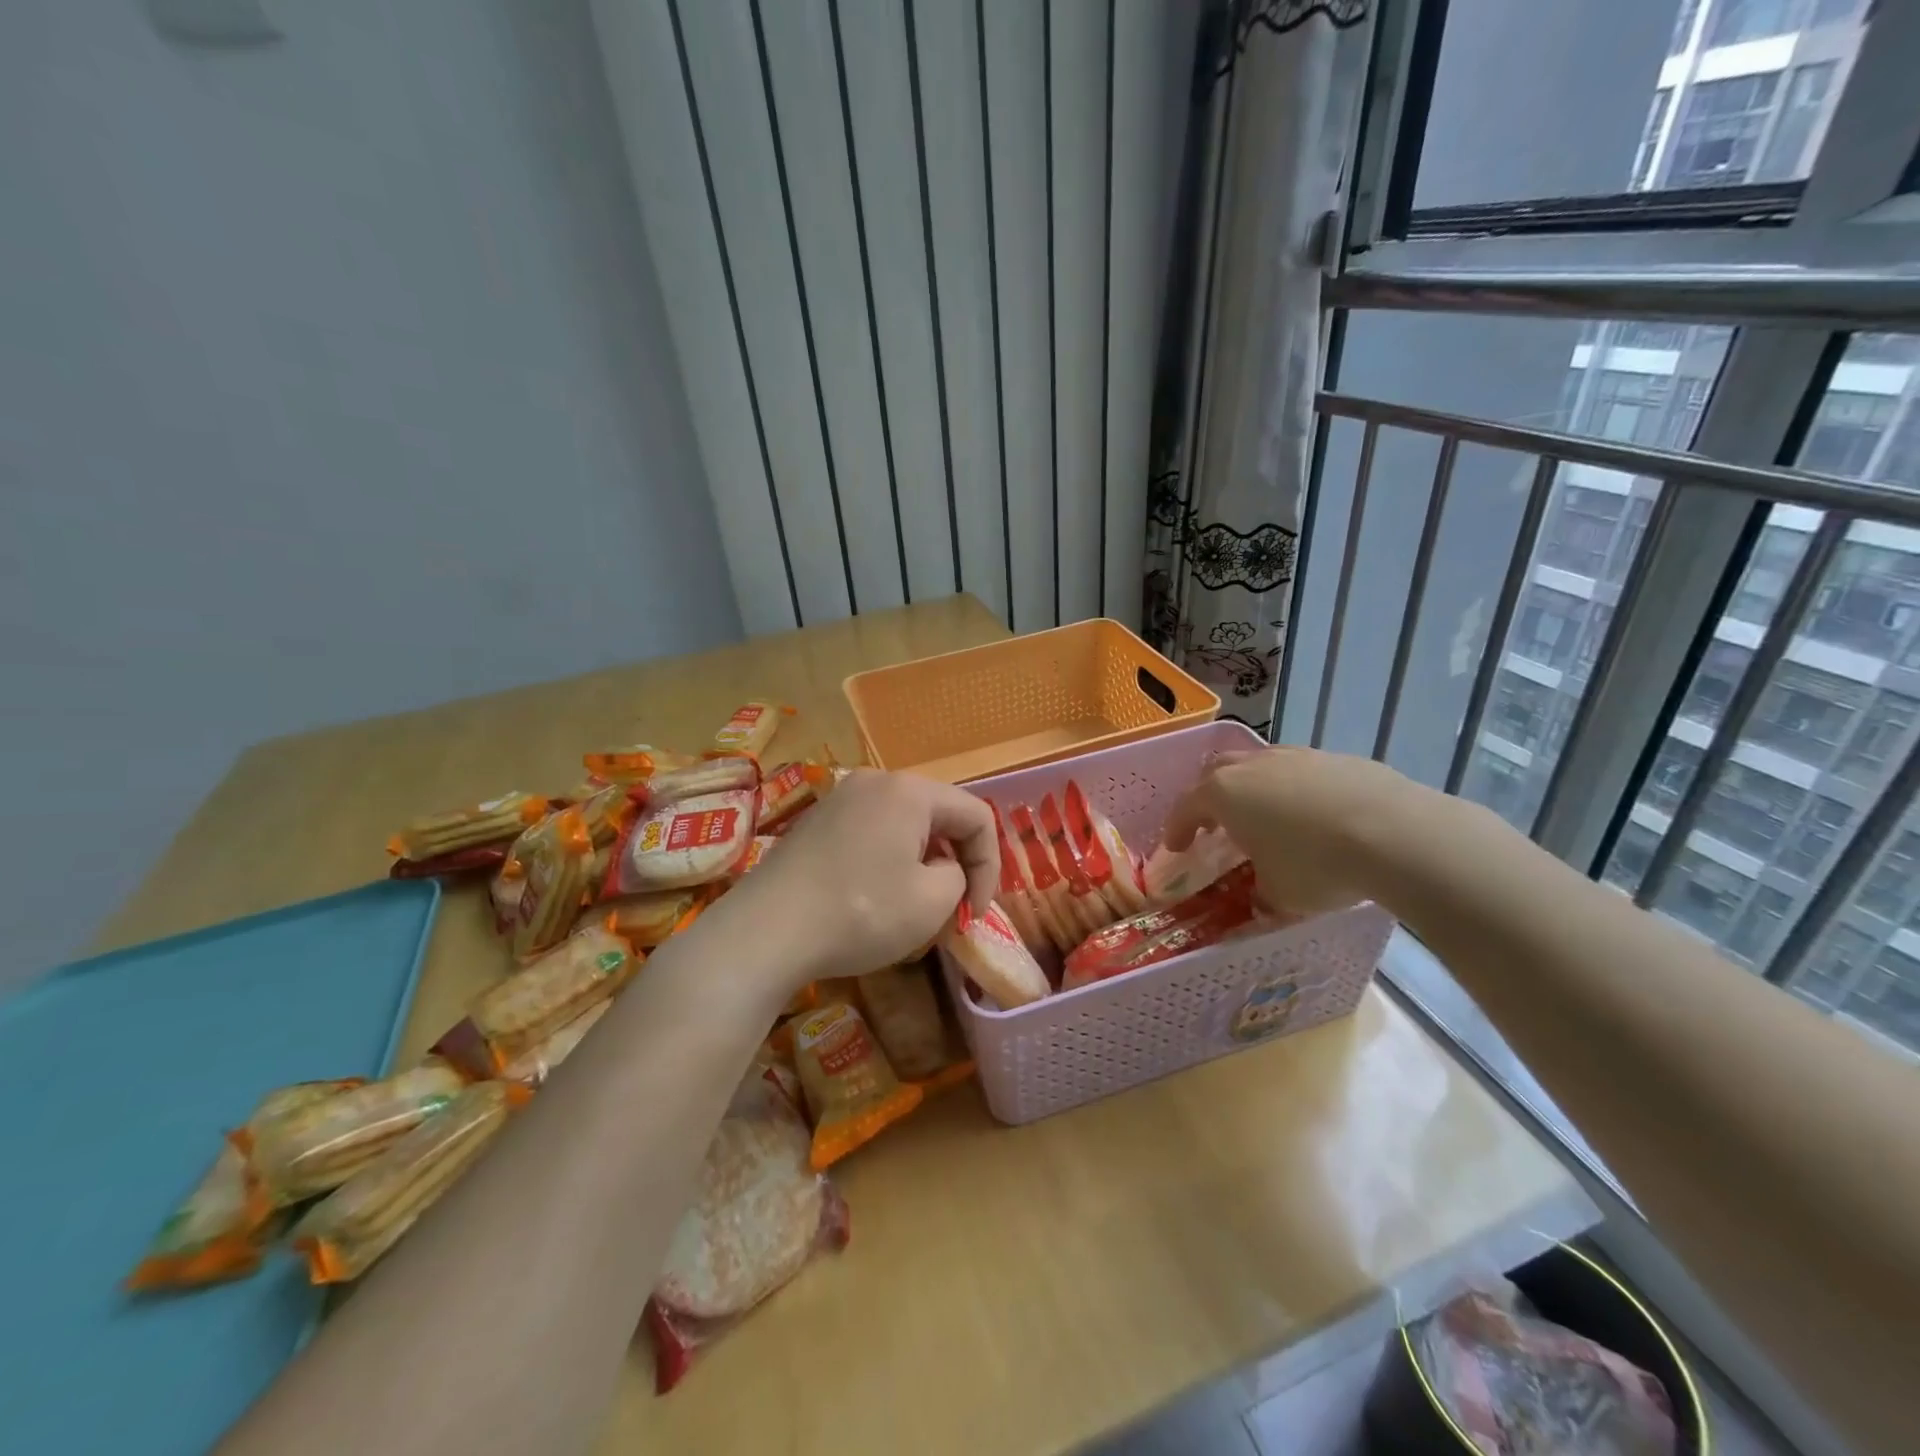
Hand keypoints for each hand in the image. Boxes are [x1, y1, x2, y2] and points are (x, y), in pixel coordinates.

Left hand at [718, 769, 997, 987]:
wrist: (765, 931)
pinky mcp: (816, 823)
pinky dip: (889, 863)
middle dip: (955, 864)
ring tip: (917, 910)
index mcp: (910, 791)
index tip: (976, 913)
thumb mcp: (932, 903)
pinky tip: (876, 900)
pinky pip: (871, 834)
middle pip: (939, 816)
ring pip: (905, 827)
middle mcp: (875, 781)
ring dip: (922, 865)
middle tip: (953, 911)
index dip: (990, 866)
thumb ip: (958, 877)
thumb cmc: (860, 912)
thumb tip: (943, 870)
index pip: (977, 816)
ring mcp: (840, 799)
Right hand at [1163, 747, 1448, 918]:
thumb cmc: (1316, 865)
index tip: (1175, 847)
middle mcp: (1255, 765)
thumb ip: (1261, 896)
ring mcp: (1298, 756)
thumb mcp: (1279, 896)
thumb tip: (1262, 902)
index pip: (1186, 807)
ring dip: (1255, 789)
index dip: (1176, 828)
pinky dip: (1297, 791)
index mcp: (1225, 793)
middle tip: (1214, 824)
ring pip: (1261, 765)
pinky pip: (1303, 772)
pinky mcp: (1338, 758)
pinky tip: (1316, 817)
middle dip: (1210, 796)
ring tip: (1267, 818)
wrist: (1396, 833)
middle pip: (1218, 772)